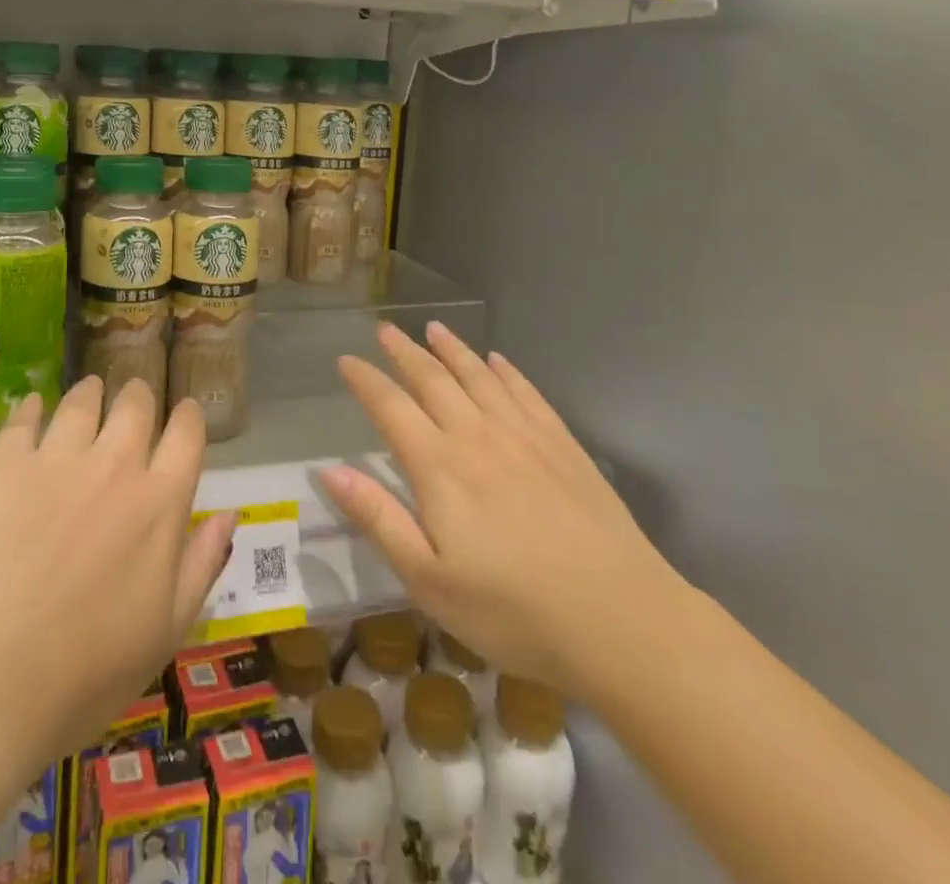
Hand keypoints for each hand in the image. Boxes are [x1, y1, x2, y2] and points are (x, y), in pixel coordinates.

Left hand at [0, 378, 237, 766]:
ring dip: (91, 392)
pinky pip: (24, 417)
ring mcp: (57, 458)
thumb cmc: (84, 674)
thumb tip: (230, 513)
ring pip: (83, 401)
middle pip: (135, 405)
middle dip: (139, 395)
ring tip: (88, 391)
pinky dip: (33, 407)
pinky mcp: (4, 464)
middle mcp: (115, 465)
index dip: (188, 417)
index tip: (184, 412)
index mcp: (160, 503)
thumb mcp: (166, 632)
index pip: (187, 435)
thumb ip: (202, 564)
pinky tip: (32, 407)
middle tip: (133, 396)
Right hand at [320, 322, 690, 695]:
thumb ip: (379, 520)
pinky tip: (498, 361)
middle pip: (432, 380)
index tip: (346, 360)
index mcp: (439, 466)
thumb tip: (329, 471)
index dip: (365, 380)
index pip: (391, 407)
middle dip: (404, 352)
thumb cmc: (513, 611)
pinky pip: (526, 392)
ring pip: (479, 376)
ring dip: (452, 349)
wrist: (620, 620)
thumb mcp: (429, 581)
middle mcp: (477, 435)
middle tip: (385, 329)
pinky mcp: (562, 444)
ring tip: (434, 329)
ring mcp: (524, 435)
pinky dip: (506, 371)